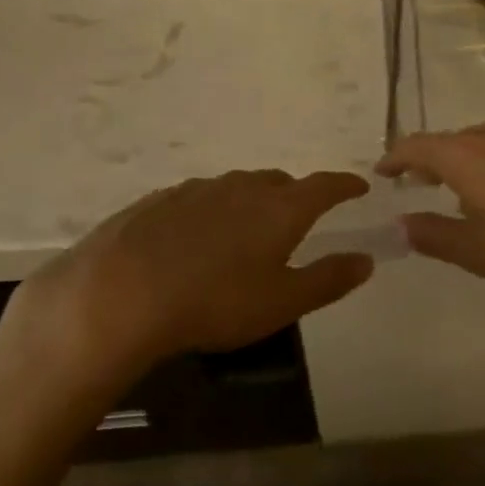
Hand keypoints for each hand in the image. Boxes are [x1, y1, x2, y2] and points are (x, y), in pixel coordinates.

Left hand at [0, 170, 374, 407]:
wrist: (119, 293)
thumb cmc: (214, 302)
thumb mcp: (282, 303)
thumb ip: (328, 279)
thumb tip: (365, 260)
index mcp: (280, 208)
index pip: (325, 186)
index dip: (345, 185)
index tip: (359, 186)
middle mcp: (243, 187)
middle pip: (280, 183)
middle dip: (296, 196)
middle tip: (298, 221)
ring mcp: (198, 189)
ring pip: (237, 188)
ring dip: (251, 203)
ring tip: (246, 233)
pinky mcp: (160, 199)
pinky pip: (200, 199)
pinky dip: (212, 212)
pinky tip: (196, 240)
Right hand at [378, 117, 484, 319]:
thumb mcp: (479, 252)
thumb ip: (434, 236)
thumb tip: (403, 223)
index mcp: (467, 156)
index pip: (417, 146)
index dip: (396, 158)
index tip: (385, 172)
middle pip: (457, 139)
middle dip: (438, 159)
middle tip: (429, 183)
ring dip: (481, 158)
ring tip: (483, 187)